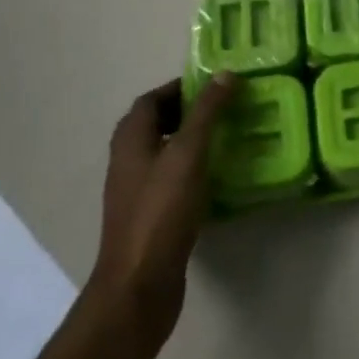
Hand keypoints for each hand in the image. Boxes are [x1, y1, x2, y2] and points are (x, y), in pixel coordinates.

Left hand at [87, 73, 235, 348]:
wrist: (139, 284)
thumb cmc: (161, 211)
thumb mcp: (188, 154)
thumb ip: (206, 112)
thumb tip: (224, 73)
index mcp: (131, 140)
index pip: (151, 100)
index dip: (180, 88)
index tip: (215, 85)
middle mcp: (128, 161)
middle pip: (156, 124)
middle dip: (188, 112)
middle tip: (226, 108)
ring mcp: (137, 191)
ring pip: (165, 153)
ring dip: (192, 141)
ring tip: (229, 137)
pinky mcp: (150, 216)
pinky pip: (172, 180)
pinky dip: (193, 170)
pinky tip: (219, 177)